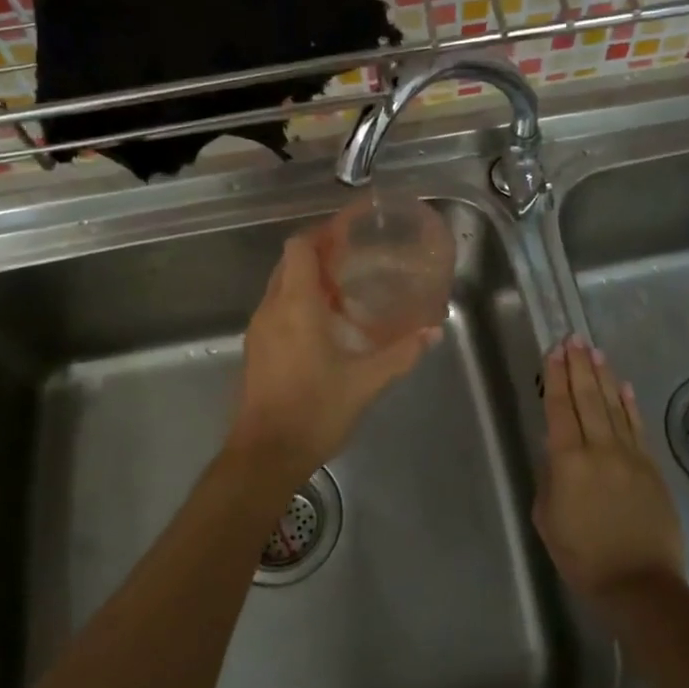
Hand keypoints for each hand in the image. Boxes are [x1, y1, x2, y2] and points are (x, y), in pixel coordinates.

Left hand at [226, 230, 439, 493]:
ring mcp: (259, 330)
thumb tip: (432, 331)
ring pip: (280, 286)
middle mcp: (271, 309)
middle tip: (354, 258)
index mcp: (295, 305)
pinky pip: (277, 309)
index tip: (350, 232)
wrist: (264, 455)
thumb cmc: (314, 411)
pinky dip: (298, 303)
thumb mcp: (365, 382)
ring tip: (345, 289)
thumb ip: (401, 353)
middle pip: (289, 263)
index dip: (322, 233)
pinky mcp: (256, 349)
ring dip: (308, 280)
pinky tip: (326, 325)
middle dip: (318, 254)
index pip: (299, 247)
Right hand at [534, 337, 684, 604]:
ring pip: (613, 406)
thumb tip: (557, 453)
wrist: (638, 584)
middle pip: (587, 398)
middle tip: (573, 339)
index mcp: (568, 461)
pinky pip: (637, 427)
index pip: (560, 408)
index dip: (556, 377)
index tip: (554, 351)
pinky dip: (629, 404)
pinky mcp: (651, 468)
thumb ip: (550, 478)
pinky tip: (623, 386)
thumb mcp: (547, 518)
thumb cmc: (582, 556)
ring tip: (595, 351)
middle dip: (578, 366)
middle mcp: (599, 449)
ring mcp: (630, 456)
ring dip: (603, 376)